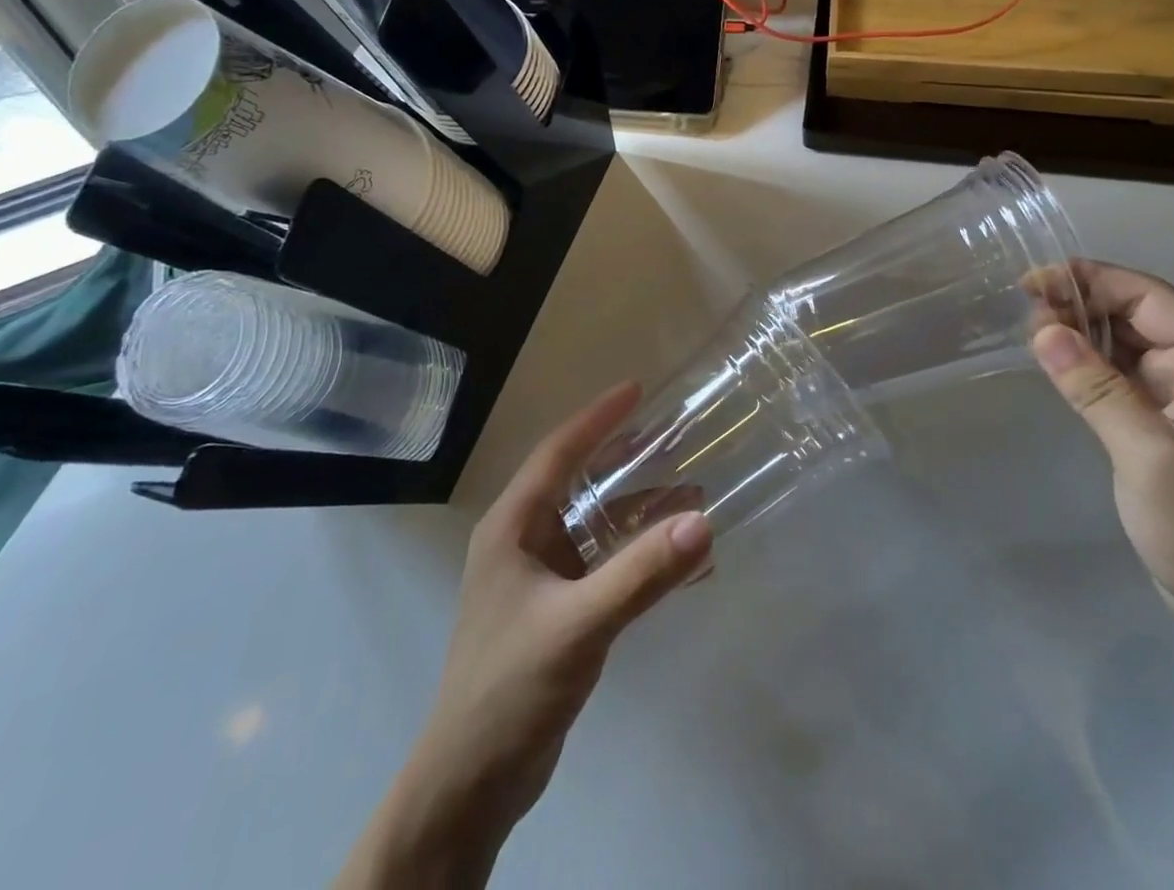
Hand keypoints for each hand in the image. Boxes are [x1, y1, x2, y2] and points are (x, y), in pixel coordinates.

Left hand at [342, 382, 711, 887]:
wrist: (471, 784)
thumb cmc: (510, 686)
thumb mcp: (579, 623)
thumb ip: (641, 573)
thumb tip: (703, 522)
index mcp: (512, 526)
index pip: (557, 453)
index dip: (597, 418)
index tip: (637, 389)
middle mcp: (523, 541)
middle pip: (579, 483)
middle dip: (626, 461)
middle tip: (674, 439)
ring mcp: (539, 578)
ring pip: (595, 526)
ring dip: (640, 514)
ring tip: (691, 500)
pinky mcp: (556, 611)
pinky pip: (604, 566)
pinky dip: (639, 558)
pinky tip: (681, 566)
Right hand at [1030, 261, 1173, 635]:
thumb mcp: (1150, 458)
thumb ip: (1096, 388)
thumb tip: (1041, 329)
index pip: (1148, 297)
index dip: (1087, 281)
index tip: (1028, 284)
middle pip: (1135, 312)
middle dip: (1078, 305)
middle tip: (1021, 313)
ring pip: (1125, 340)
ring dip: (1079, 331)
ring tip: (1028, 331)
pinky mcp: (1169, 417)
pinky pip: (1122, 372)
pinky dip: (1087, 361)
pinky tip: (1054, 360)